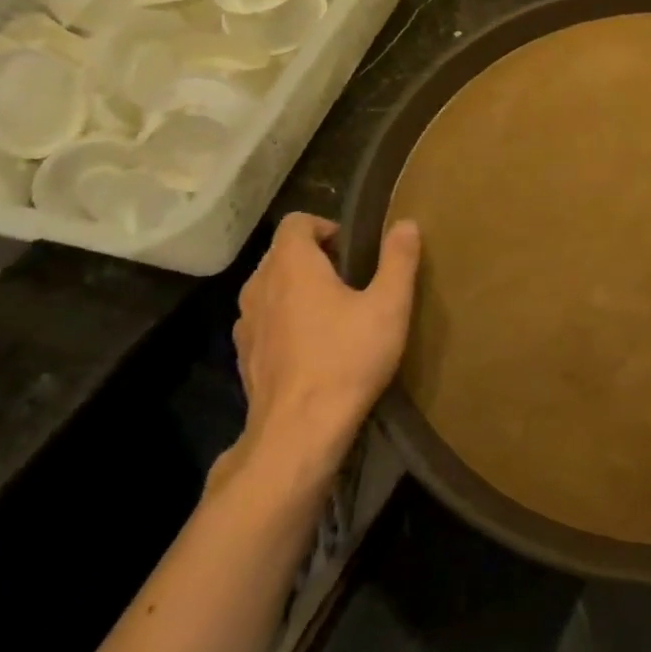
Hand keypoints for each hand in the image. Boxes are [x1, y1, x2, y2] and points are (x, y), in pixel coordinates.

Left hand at [224, 212, 421, 500]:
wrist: (299, 429)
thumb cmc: (348, 358)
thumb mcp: (389, 305)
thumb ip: (398, 260)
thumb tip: (406, 223)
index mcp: (291, 265)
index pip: (297, 222)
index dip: (325, 226)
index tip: (354, 249)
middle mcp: (259, 285)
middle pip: (281, 253)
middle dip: (314, 256)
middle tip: (352, 278)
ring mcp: (246, 322)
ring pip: (270, 287)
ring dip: (297, 288)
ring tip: (333, 310)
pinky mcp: (245, 354)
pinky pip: (265, 319)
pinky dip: (285, 319)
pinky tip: (313, 344)